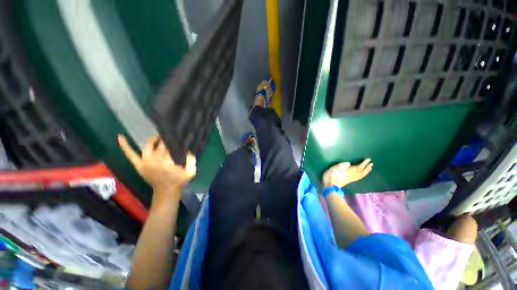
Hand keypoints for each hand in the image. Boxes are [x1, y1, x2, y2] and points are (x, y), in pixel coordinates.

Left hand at [118, 135, 195, 194]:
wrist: (166, 191)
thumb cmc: (179, 180)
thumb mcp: (190, 171)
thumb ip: (191, 160)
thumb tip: (188, 149)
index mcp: (167, 162)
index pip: (170, 146)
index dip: (174, 140)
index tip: (178, 137)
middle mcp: (155, 160)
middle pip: (160, 145)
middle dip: (165, 140)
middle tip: (170, 137)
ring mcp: (145, 162)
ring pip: (148, 146)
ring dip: (152, 140)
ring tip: (158, 137)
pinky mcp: (139, 165)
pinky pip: (131, 155)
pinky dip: (125, 146)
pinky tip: (120, 137)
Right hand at [322, 159, 372, 187]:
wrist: (329, 187)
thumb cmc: (329, 177)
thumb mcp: (332, 169)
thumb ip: (340, 166)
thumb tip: (349, 163)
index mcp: (347, 171)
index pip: (358, 167)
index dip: (364, 163)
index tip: (368, 159)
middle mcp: (351, 175)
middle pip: (361, 172)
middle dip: (366, 167)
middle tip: (371, 163)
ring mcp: (350, 179)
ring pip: (361, 175)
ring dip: (366, 171)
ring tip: (370, 168)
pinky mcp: (348, 181)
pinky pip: (358, 178)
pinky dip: (362, 175)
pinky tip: (362, 174)